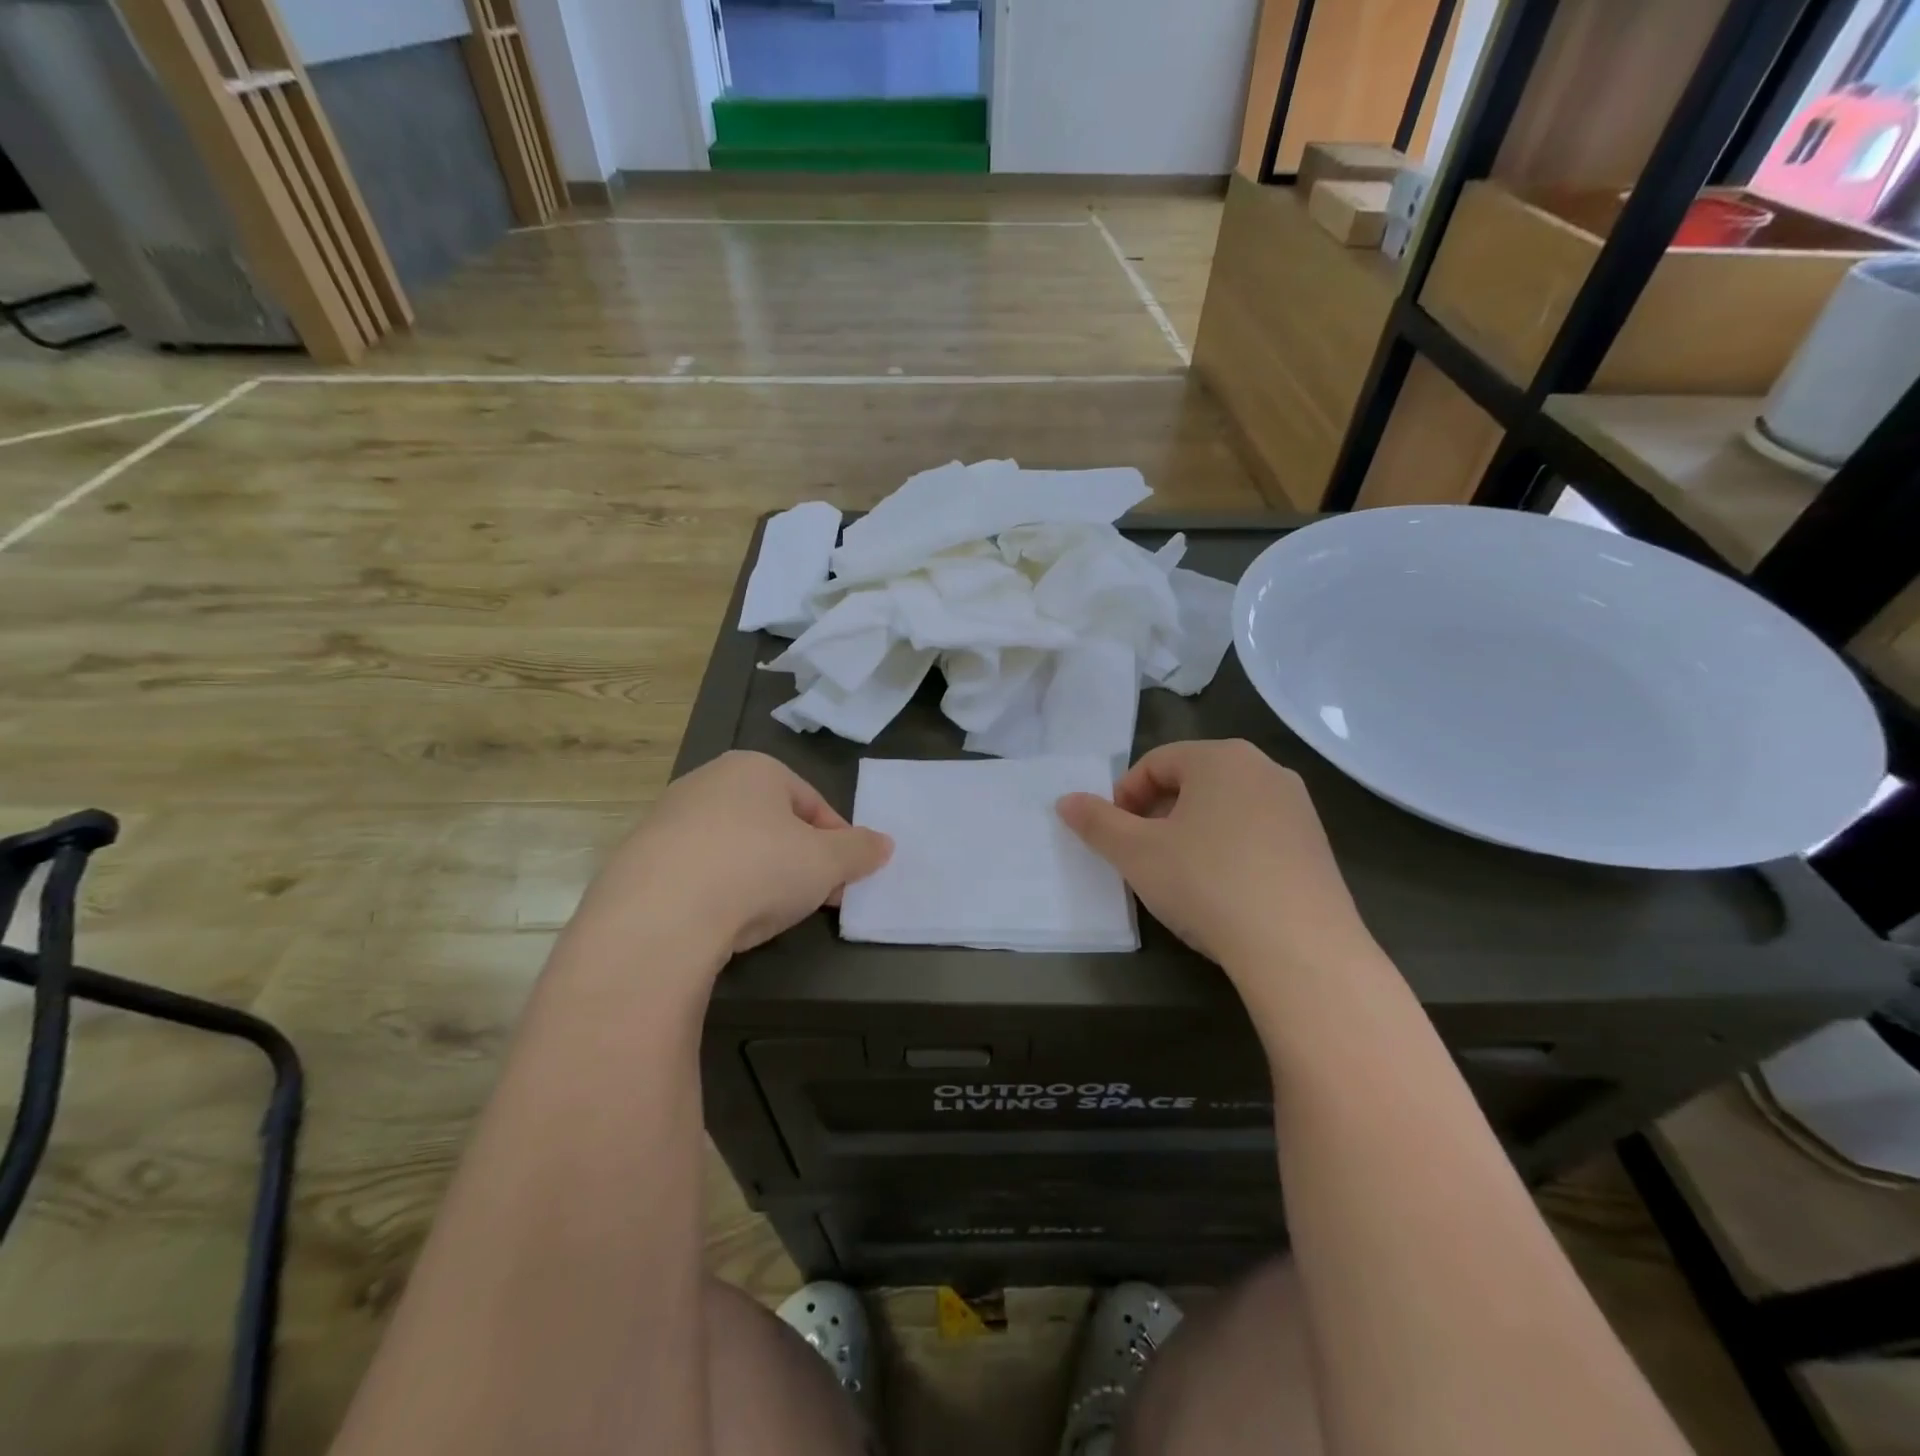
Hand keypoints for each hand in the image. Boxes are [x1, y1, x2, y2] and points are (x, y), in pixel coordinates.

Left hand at [570, 751, 891, 972]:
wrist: (658, 917)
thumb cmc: (757, 869)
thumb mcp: (827, 862)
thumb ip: (860, 850)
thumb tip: (884, 844)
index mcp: (754, 768)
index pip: (812, 803)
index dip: (837, 843)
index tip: (846, 880)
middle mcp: (707, 781)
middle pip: (772, 823)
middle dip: (799, 861)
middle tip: (814, 899)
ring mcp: (666, 819)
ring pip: (733, 847)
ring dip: (758, 877)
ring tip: (767, 916)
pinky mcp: (637, 859)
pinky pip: (695, 872)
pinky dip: (716, 892)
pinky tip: (722, 922)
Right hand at [1056, 739, 1378, 980]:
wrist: (1300, 949)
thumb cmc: (1206, 884)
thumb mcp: (1136, 854)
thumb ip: (1097, 823)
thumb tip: (1065, 801)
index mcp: (1220, 757)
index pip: (1156, 763)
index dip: (1124, 796)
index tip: (1114, 836)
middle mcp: (1264, 768)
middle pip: (1193, 781)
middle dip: (1158, 813)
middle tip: (1142, 855)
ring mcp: (1297, 806)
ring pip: (1226, 806)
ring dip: (1193, 831)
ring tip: (1179, 874)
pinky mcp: (1317, 844)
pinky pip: (1258, 832)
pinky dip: (1230, 849)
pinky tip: (1223, 890)